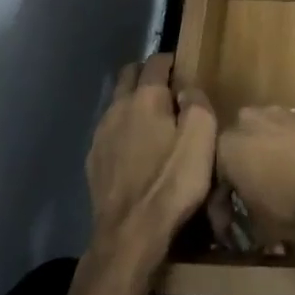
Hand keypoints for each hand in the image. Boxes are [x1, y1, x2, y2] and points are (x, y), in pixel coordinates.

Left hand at [86, 53, 215, 269]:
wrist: (130, 234)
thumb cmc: (172, 182)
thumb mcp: (202, 138)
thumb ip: (198, 104)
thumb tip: (187, 90)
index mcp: (145, 98)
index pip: (155, 62)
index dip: (170, 60)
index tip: (182, 68)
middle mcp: (117, 108)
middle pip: (128, 75)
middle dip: (146, 74)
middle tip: (166, 89)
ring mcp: (100, 135)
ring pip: (115, 103)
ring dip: (132, 103)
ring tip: (152, 121)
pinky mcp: (92, 161)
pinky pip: (108, 131)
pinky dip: (122, 129)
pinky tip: (134, 150)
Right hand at [216, 106, 294, 240]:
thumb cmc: (291, 202)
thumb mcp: (260, 227)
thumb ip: (246, 225)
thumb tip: (248, 232)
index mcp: (225, 148)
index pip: (215, 184)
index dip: (221, 213)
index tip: (230, 233)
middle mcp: (246, 121)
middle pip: (238, 154)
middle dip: (243, 179)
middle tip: (252, 205)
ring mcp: (277, 112)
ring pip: (264, 140)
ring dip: (267, 162)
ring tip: (279, 188)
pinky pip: (289, 135)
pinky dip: (290, 152)